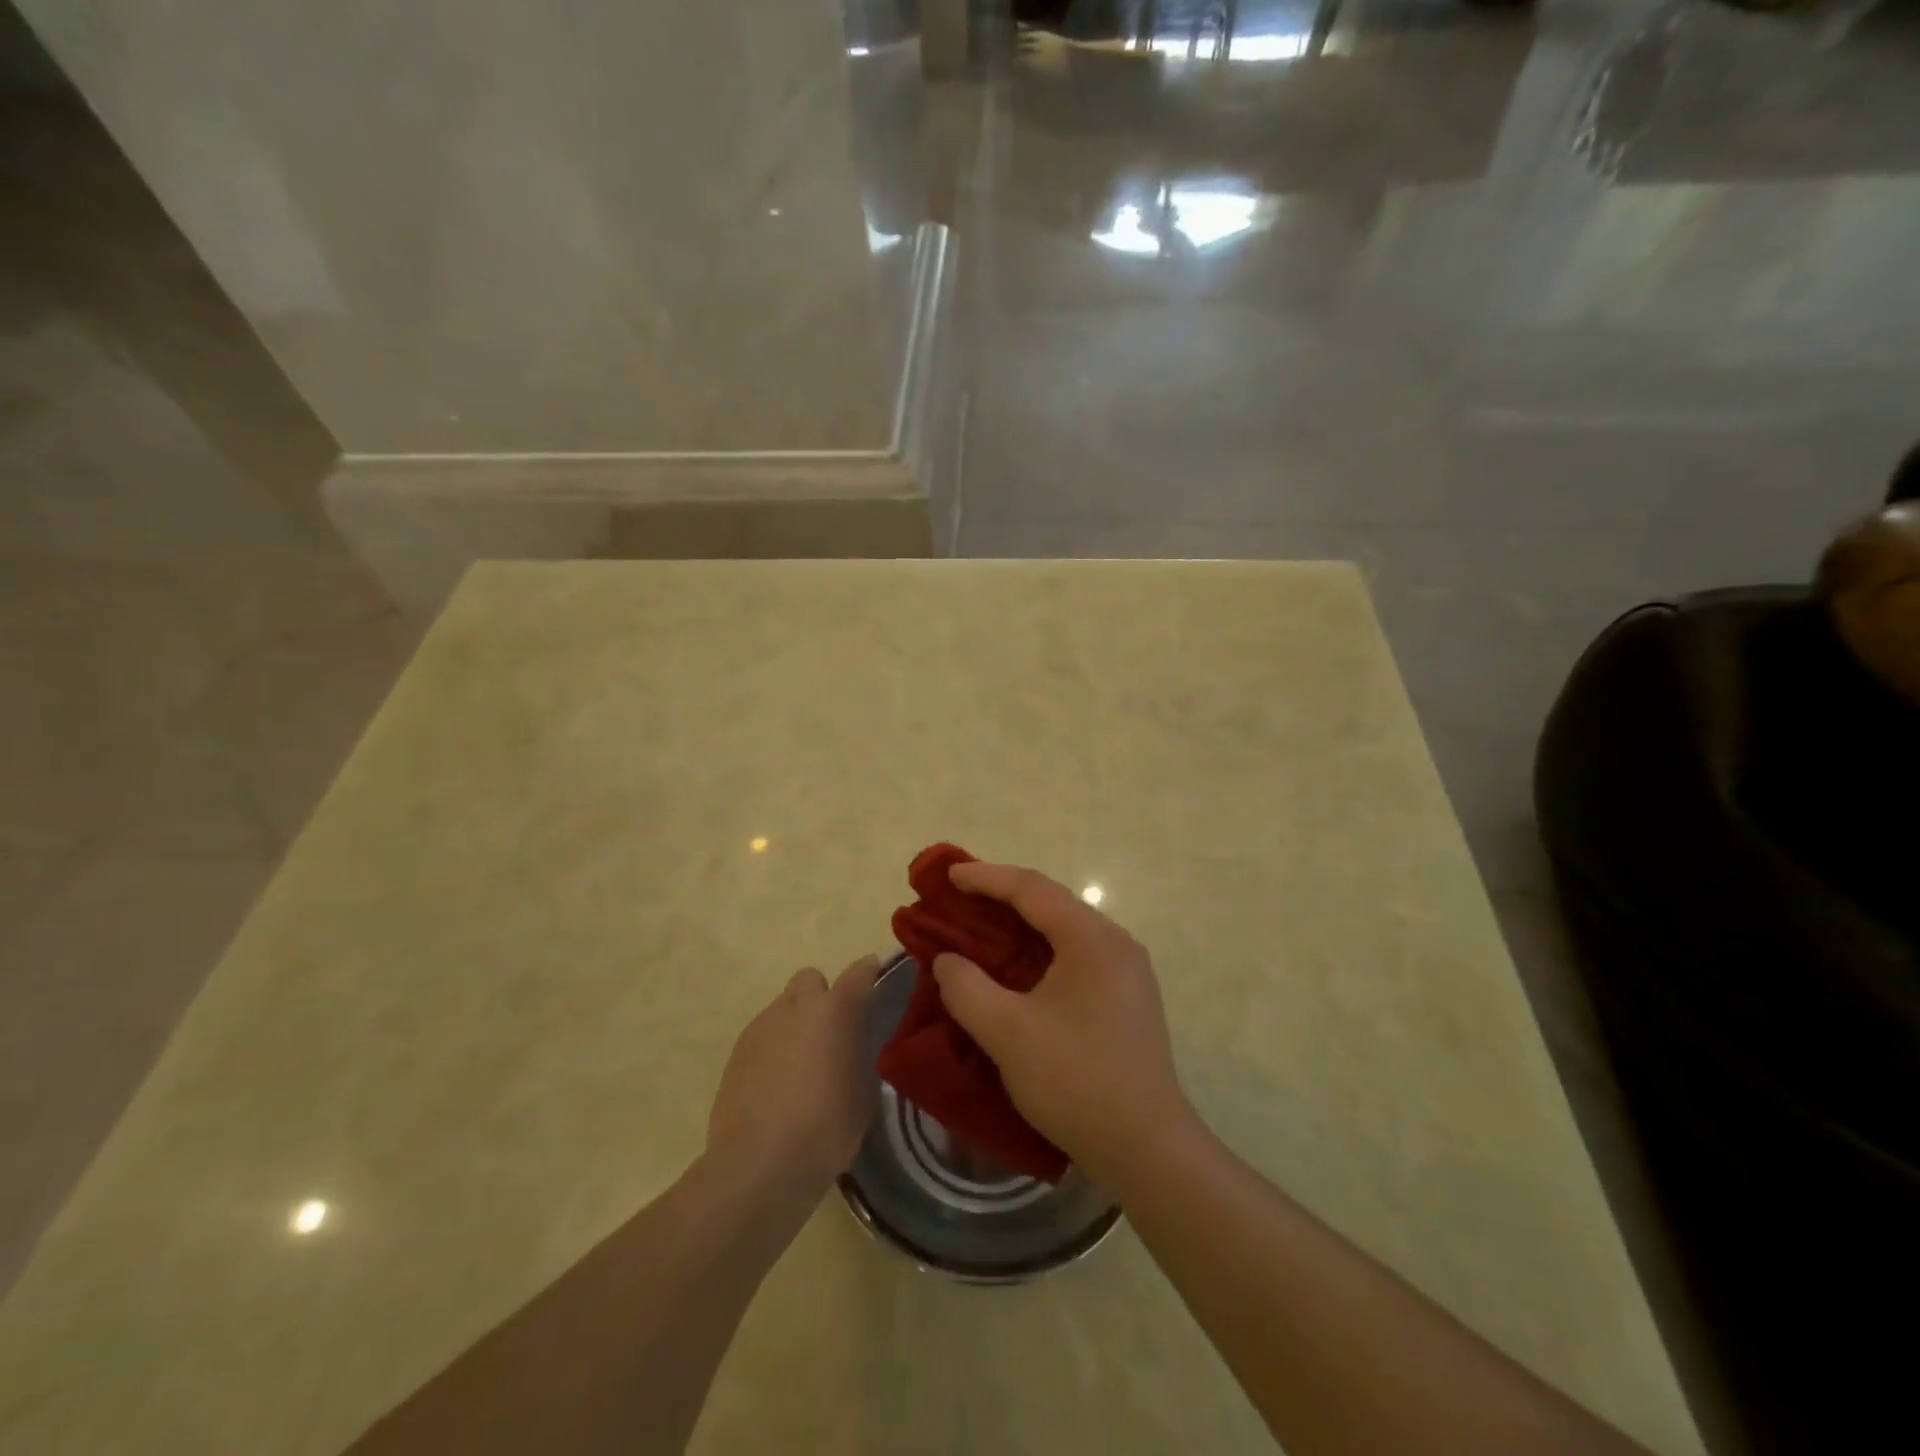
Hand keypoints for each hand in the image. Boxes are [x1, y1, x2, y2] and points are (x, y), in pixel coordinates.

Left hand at [706, 956, 878, 1200]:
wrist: (758, 1166)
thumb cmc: (825, 1130)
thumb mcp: (862, 1097)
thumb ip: (859, 1061)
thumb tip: (853, 1054)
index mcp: (835, 1012)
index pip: (859, 974)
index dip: (869, 973)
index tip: (876, 980)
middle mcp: (796, 1007)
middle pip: (811, 979)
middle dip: (822, 996)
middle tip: (831, 1032)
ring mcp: (761, 1027)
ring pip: (783, 1007)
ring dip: (796, 1024)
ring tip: (801, 1065)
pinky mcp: (736, 1053)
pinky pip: (762, 1035)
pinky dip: (773, 1048)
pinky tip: (776, 1084)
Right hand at [931, 863, 1195, 1187]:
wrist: (1147, 1148)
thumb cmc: (1076, 1080)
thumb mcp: (1007, 1033)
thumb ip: (967, 988)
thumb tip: (948, 961)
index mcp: (1092, 939)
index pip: (1032, 889)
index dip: (986, 877)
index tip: (948, 875)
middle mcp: (1116, 943)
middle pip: (1051, 903)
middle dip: (1002, 897)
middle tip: (959, 897)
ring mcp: (1127, 972)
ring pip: (1065, 931)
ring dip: (1021, 926)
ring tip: (982, 927)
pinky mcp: (1127, 999)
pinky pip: (1076, 956)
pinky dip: (1040, 952)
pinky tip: (1017, 970)